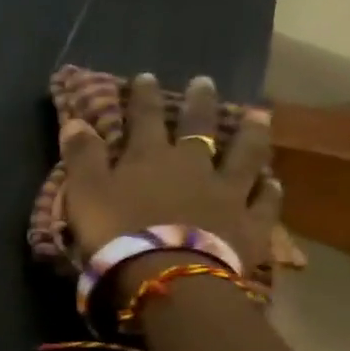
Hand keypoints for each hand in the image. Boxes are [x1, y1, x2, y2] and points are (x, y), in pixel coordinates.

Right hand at [58, 73, 280, 286]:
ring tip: (258, 115)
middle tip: (206, 82)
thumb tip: (75, 120)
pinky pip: (263, 201)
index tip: (146, 76)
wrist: (167, 274)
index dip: (144, 96)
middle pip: (199, 127)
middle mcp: (193, 165)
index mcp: (149, 156)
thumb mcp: (85, 192)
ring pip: (244, 155)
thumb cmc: (117, 232)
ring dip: (250, 134)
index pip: (145, 117)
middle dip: (200, 103)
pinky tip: (274, 181)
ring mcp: (227, 192)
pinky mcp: (250, 224)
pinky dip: (269, 189)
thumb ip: (81, 156)